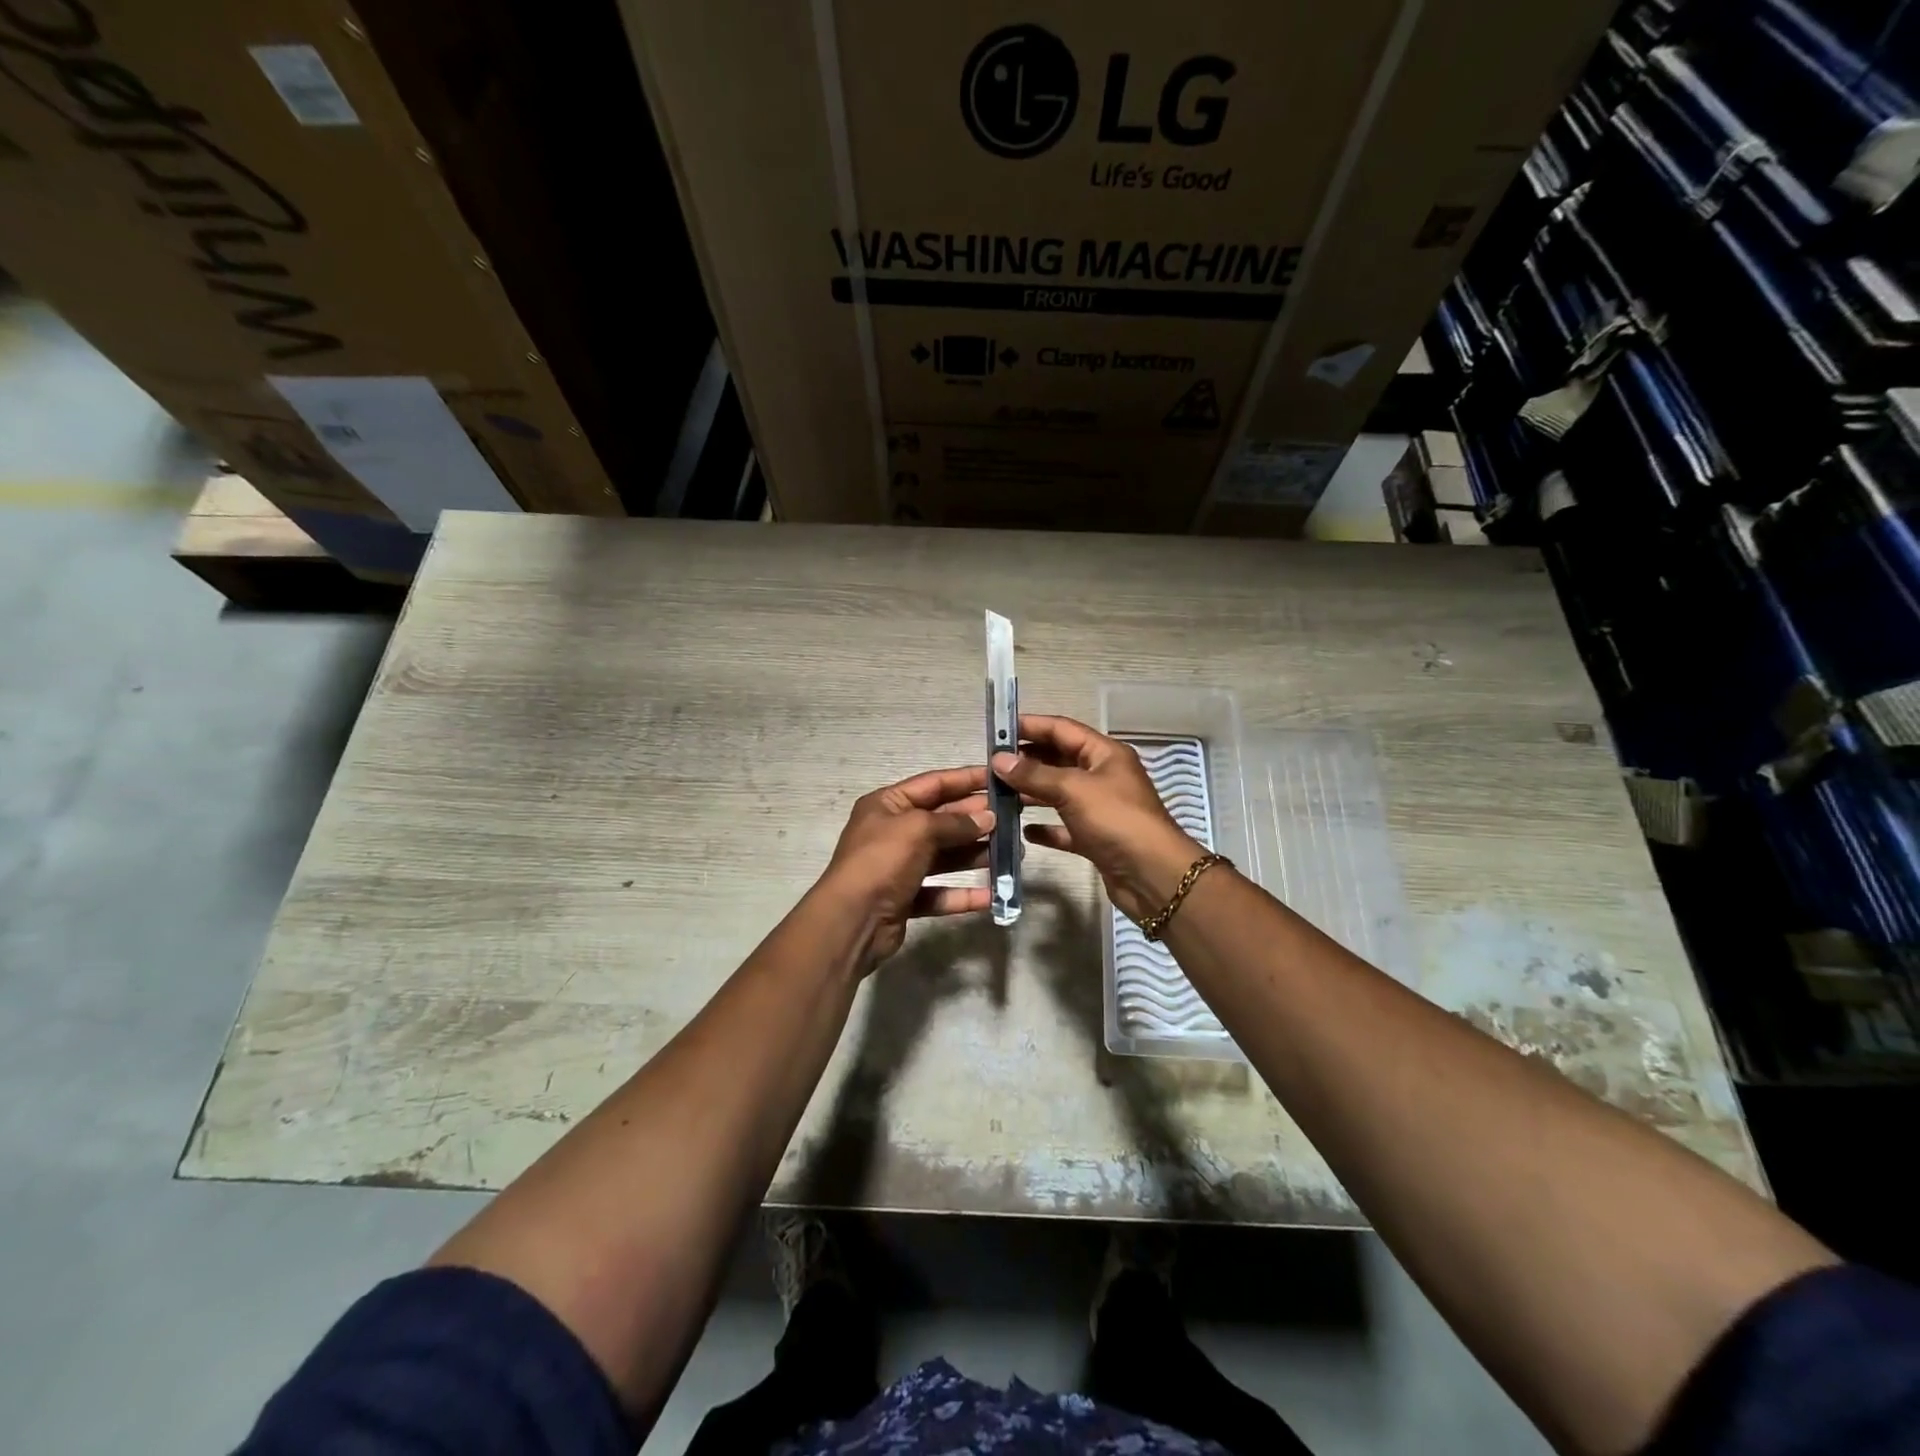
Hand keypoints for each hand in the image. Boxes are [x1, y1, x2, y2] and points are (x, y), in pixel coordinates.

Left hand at [819, 765, 995, 964]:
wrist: (852, 920)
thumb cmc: (882, 861)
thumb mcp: (918, 829)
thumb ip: (955, 822)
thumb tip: (988, 818)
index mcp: (888, 804)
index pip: (934, 784)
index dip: (967, 779)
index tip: (1000, 779)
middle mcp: (892, 832)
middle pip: (942, 820)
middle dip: (977, 820)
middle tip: (1014, 819)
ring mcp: (898, 867)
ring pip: (945, 857)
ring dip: (976, 855)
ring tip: (1013, 854)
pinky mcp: (905, 899)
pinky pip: (940, 892)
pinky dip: (963, 893)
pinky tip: (991, 895)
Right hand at [992, 714, 1206, 923]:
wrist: (1153, 876)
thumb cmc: (1116, 821)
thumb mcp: (1073, 789)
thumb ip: (1034, 774)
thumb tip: (999, 759)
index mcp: (1105, 754)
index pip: (1062, 729)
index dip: (1031, 726)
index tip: (998, 729)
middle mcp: (1103, 777)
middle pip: (1059, 760)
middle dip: (1027, 761)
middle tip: (991, 765)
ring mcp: (1100, 809)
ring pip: (1059, 794)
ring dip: (1031, 793)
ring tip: (998, 794)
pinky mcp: (1096, 839)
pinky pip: (1065, 827)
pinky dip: (1046, 827)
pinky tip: (1023, 831)